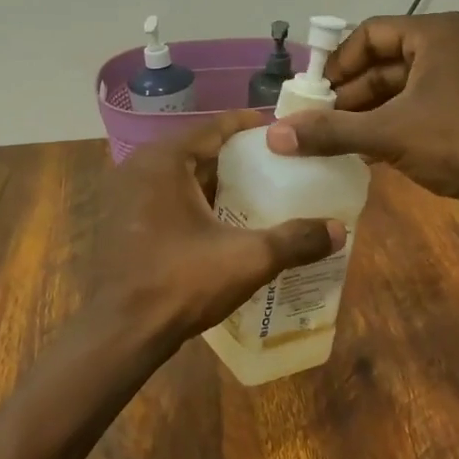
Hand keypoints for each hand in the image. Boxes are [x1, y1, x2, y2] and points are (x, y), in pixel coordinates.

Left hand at [86, 112, 345, 360]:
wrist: (119, 332)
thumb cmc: (180, 283)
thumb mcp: (247, 260)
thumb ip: (295, 240)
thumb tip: (339, 230)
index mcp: (165, 161)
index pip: (215, 126)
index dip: (251, 126)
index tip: (284, 133)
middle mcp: (139, 168)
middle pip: (198, 150)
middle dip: (237, 158)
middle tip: (278, 166)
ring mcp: (125, 195)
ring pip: (181, 177)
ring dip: (216, 182)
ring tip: (258, 193)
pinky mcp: (122, 222)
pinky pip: (165, 198)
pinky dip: (195, 202)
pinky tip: (223, 223)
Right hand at [266, 12, 458, 201]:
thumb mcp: (388, 134)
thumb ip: (330, 131)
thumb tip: (274, 134)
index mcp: (435, 34)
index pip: (370, 33)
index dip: (337, 62)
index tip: (314, 94)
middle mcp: (450, 45)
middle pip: (384, 61)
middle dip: (349, 93)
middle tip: (318, 121)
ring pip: (400, 86)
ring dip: (367, 111)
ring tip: (335, 139)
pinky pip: (418, 105)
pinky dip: (390, 122)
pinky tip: (365, 150)